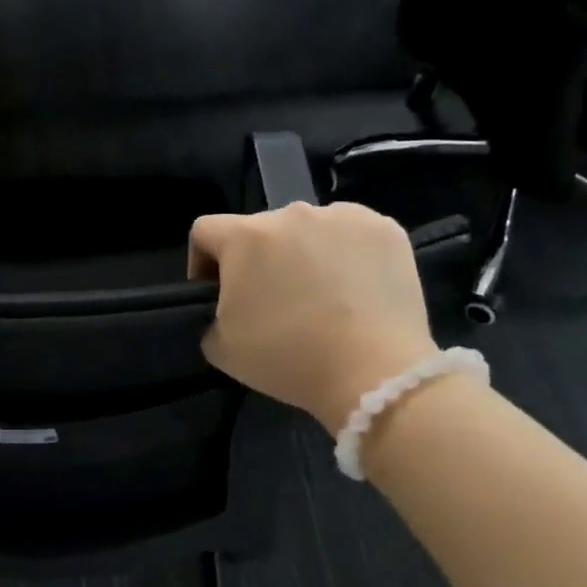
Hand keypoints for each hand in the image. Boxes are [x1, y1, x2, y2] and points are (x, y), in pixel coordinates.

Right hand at [189, 201, 437, 433]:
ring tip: (320, 295)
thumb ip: (210, 313)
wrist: (374, 373)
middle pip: (260, 230)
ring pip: (307, 229)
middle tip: (272, 301)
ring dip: (302, 253)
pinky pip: (350, 234)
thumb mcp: (220, 346)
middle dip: (258, 260)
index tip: (217, 294)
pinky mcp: (384, 229)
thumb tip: (230, 305)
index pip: (205, 231)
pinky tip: (354, 289)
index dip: (202, 262)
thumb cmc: (287, 358)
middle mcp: (291, 213)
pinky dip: (345, 254)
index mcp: (245, 236)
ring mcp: (342, 216)